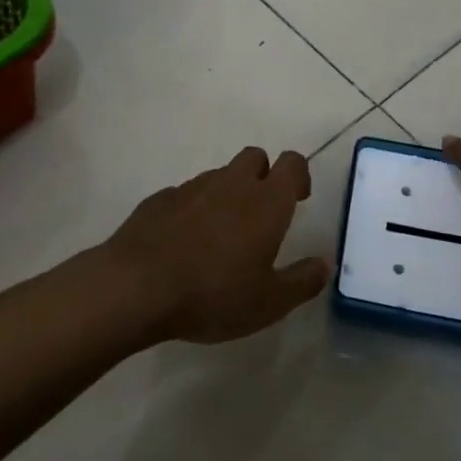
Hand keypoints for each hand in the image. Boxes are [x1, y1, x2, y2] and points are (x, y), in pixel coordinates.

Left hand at [106, 146, 329, 344]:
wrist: (136, 287)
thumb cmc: (214, 294)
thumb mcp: (269, 303)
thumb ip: (302, 281)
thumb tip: (325, 263)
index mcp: (266, 201)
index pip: (292, 162)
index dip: (299, 175)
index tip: (298, 199)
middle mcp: (232, 183)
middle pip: (255, 157)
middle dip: (263, 175)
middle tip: (261, 214)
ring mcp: (193, 187)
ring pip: (220, 175)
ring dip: (228, 193)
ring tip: (221, 236)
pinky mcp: (161, 198)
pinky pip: (187, 194)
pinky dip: (193, 209)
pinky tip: (185, 243)